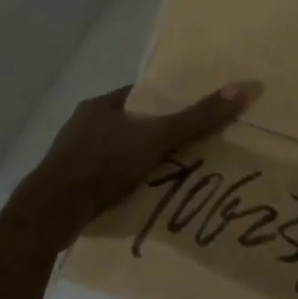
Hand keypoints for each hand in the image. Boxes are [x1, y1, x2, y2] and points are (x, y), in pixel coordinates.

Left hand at [7, 81, 261, 250]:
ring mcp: (69, 155)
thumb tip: (247, 86)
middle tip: (181, 150)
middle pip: (127, 125)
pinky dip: (117, 184)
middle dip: (151, 136)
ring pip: (112, 152)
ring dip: (133, 162)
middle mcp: (82, 124)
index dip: (165, 105)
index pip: (140, 97)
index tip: (188, 117)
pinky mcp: (64, 185)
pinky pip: (99, 178)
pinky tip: (133, 198)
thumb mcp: (158, 137)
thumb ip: (200, 117)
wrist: (50, 212)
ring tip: (162, 177)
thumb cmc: (104, 164)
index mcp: (100, 105)